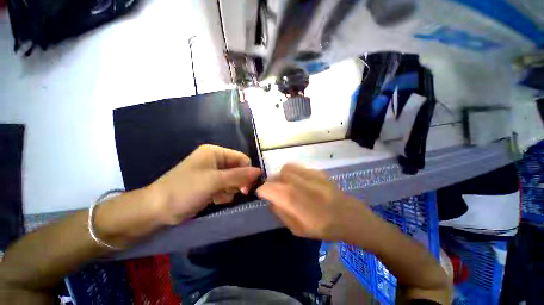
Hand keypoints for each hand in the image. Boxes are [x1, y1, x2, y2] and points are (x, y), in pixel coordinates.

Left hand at [148, 144, 261, 224]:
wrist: (157, 210)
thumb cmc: (186, 190)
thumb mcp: (215, 181)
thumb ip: (239, 175)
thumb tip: (259, 171)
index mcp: (215, 153)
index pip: (241, 158)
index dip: (247, 171)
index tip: (248, 187)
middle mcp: (215, 160)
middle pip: (238, 169)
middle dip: (238, 182)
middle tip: (237, 193)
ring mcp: (212, 173)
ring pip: (233, 180)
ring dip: (230, 190)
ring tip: (219, 196)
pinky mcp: (209, 184)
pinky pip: (225, 187)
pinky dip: (223, 194)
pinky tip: (215, 199)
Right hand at [257, 164, 373, 240]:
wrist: (349, 217)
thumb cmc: (323, 228)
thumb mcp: (297, 229)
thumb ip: (280, 212)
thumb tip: (270, 200)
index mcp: (294, 202)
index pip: (269, 189)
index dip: (262, 191)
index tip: (262, 194)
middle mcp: (300, 185)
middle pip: (276, 176)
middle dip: (271, 183)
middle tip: (275, 190)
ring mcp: (310, 175)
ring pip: (286, 168)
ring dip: (281, 176)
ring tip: (286, 184)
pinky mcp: (317, 171)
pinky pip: (298, 167)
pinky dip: (292, 172)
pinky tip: (298, 181)